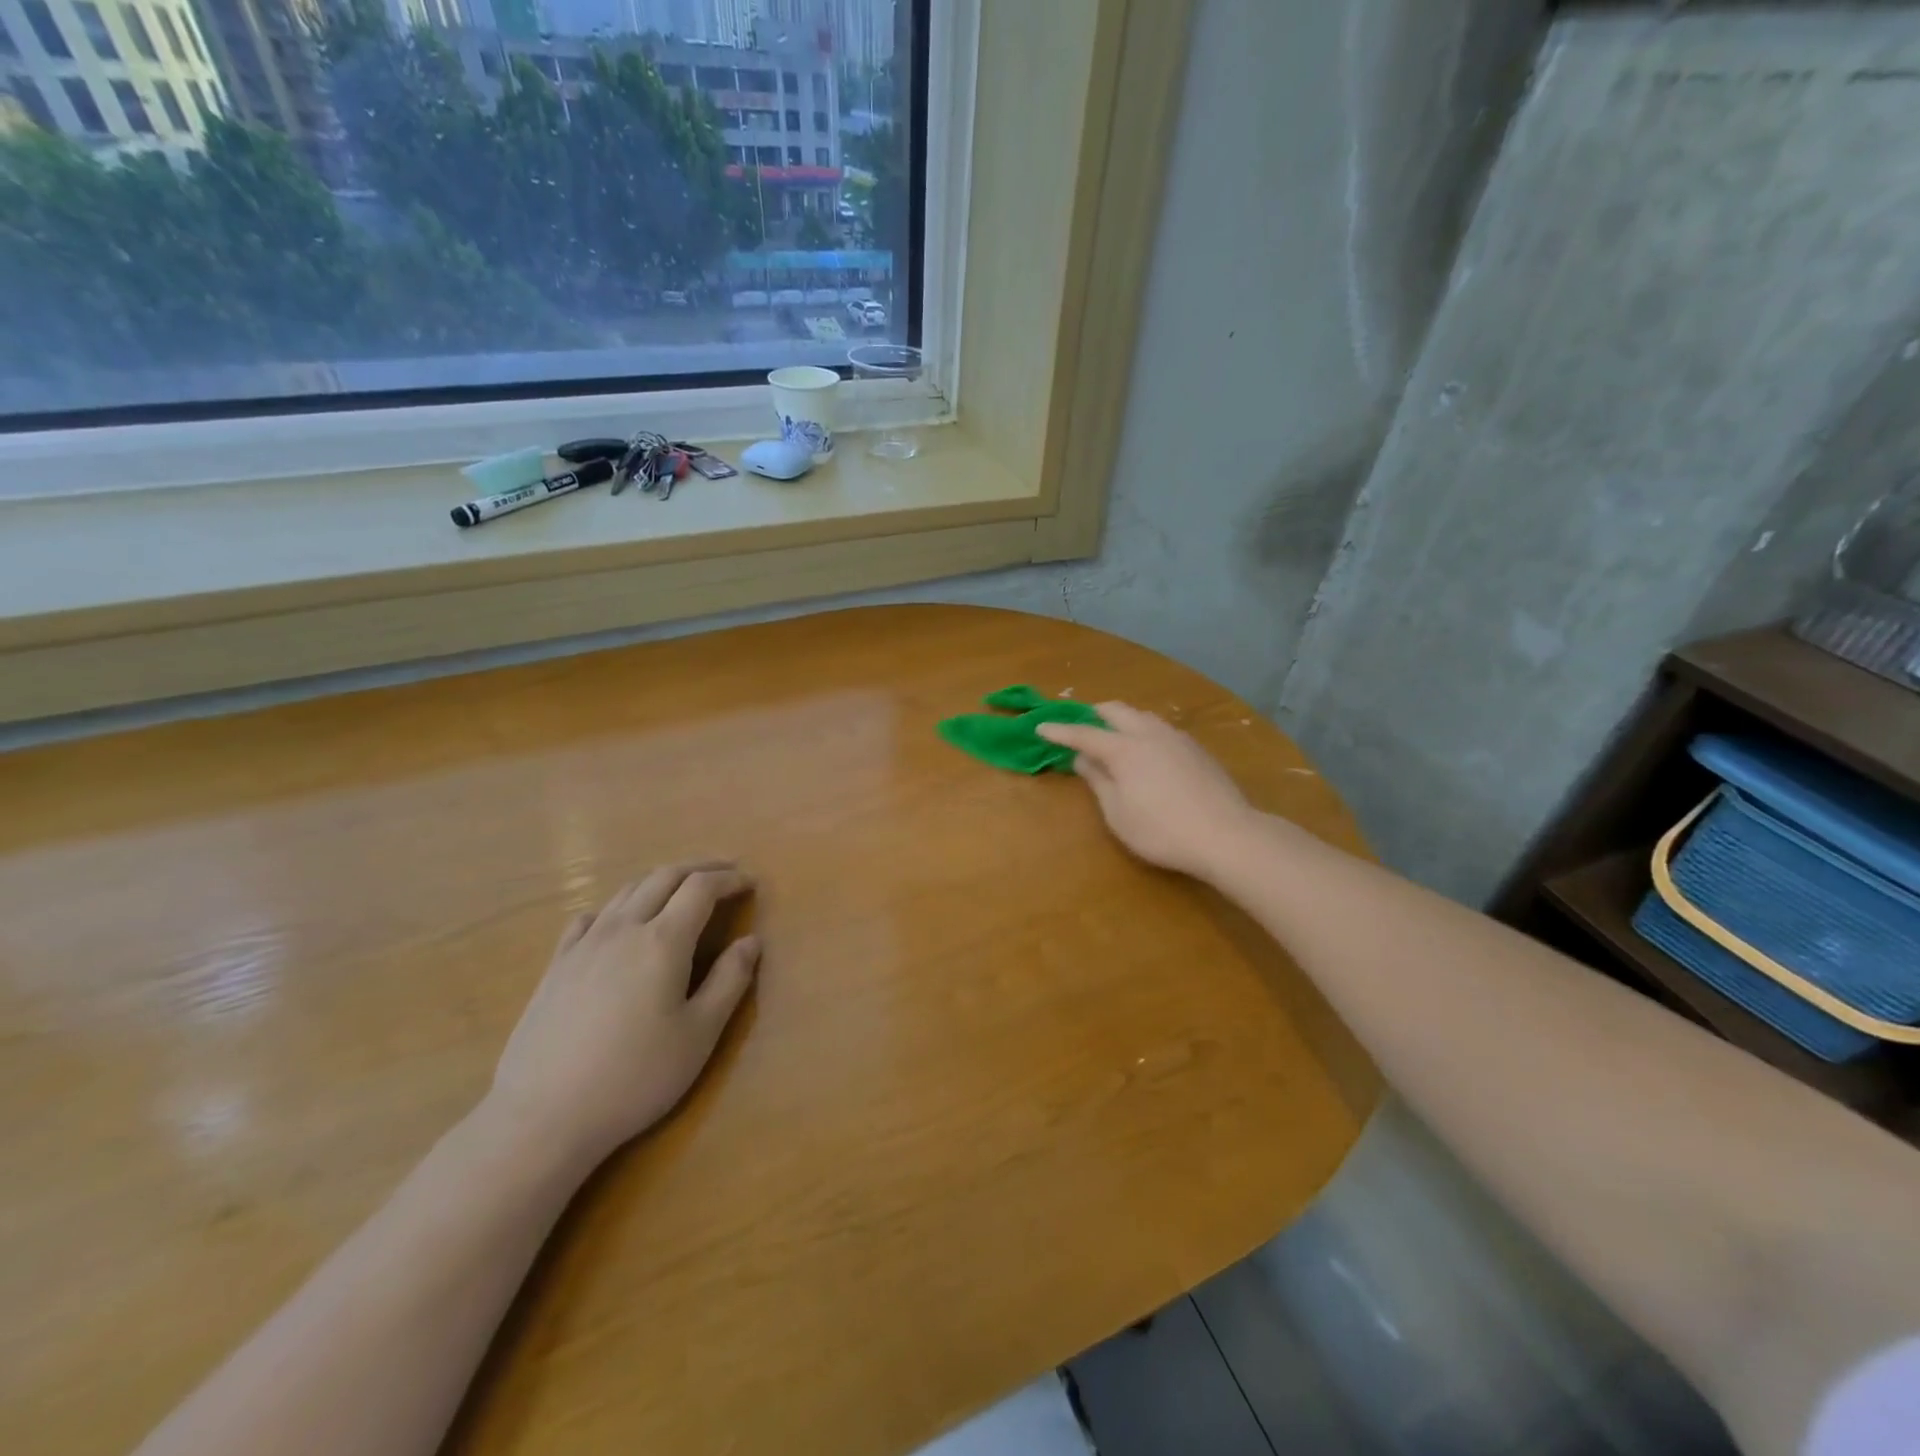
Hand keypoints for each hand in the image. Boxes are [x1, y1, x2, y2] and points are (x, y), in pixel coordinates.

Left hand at [487, 864, 759, 1170]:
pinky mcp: (556, 966)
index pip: (701, 888)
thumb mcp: (699, 1035)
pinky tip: (619, 923)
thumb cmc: (635, 1077)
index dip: (729, 879)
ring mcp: (584, 945)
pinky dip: (618, 906)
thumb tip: (751, 941)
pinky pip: (590, 917)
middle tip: (725, 873)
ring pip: (627, 891)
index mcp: (664, 940)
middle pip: (664, 877)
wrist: (543, 1116)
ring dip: (661, 881)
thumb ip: (730, 981)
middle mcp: (624, 928)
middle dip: (699, 868)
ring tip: (681, 891)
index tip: (749, 883)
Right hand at [1037, 703, 1256, 879]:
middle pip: (1116, 711)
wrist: (1227, 835)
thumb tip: (1083, 759)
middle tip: (1081, 728)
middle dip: (1094, 715)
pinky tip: (1146, 752)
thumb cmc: (1162, 831)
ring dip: (1122, 721)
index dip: (1060, 732)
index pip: (1084, 734)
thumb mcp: (1118, 813)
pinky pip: (1161, 729)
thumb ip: (1098, 781)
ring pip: (1142, 716)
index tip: (1040, 727)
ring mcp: (1177, 738)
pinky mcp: (1196, 749)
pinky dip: (1143, 732)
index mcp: (1125, 749)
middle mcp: (1150, 733)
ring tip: (1113, 738)